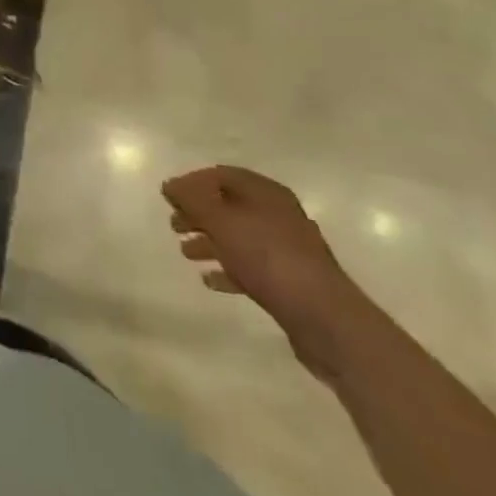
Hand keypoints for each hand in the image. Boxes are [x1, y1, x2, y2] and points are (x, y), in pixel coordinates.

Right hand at [162, 165, 376, 379]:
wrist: (326, 319)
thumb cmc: (269, 258)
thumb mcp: (222, 222)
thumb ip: (192, 200)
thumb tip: (170, 185)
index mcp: (266, 193)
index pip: (222, 175)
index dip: (192, 182)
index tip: (169, 197)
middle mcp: (278, 215)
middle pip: (230, 206)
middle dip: (199, 213)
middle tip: (174, 225)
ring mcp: (287, 249)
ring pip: (239, 237)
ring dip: (210, 242)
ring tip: (186, 253)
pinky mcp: (291, 281)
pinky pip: (251, 266)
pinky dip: (229, 269)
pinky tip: (210, 280)